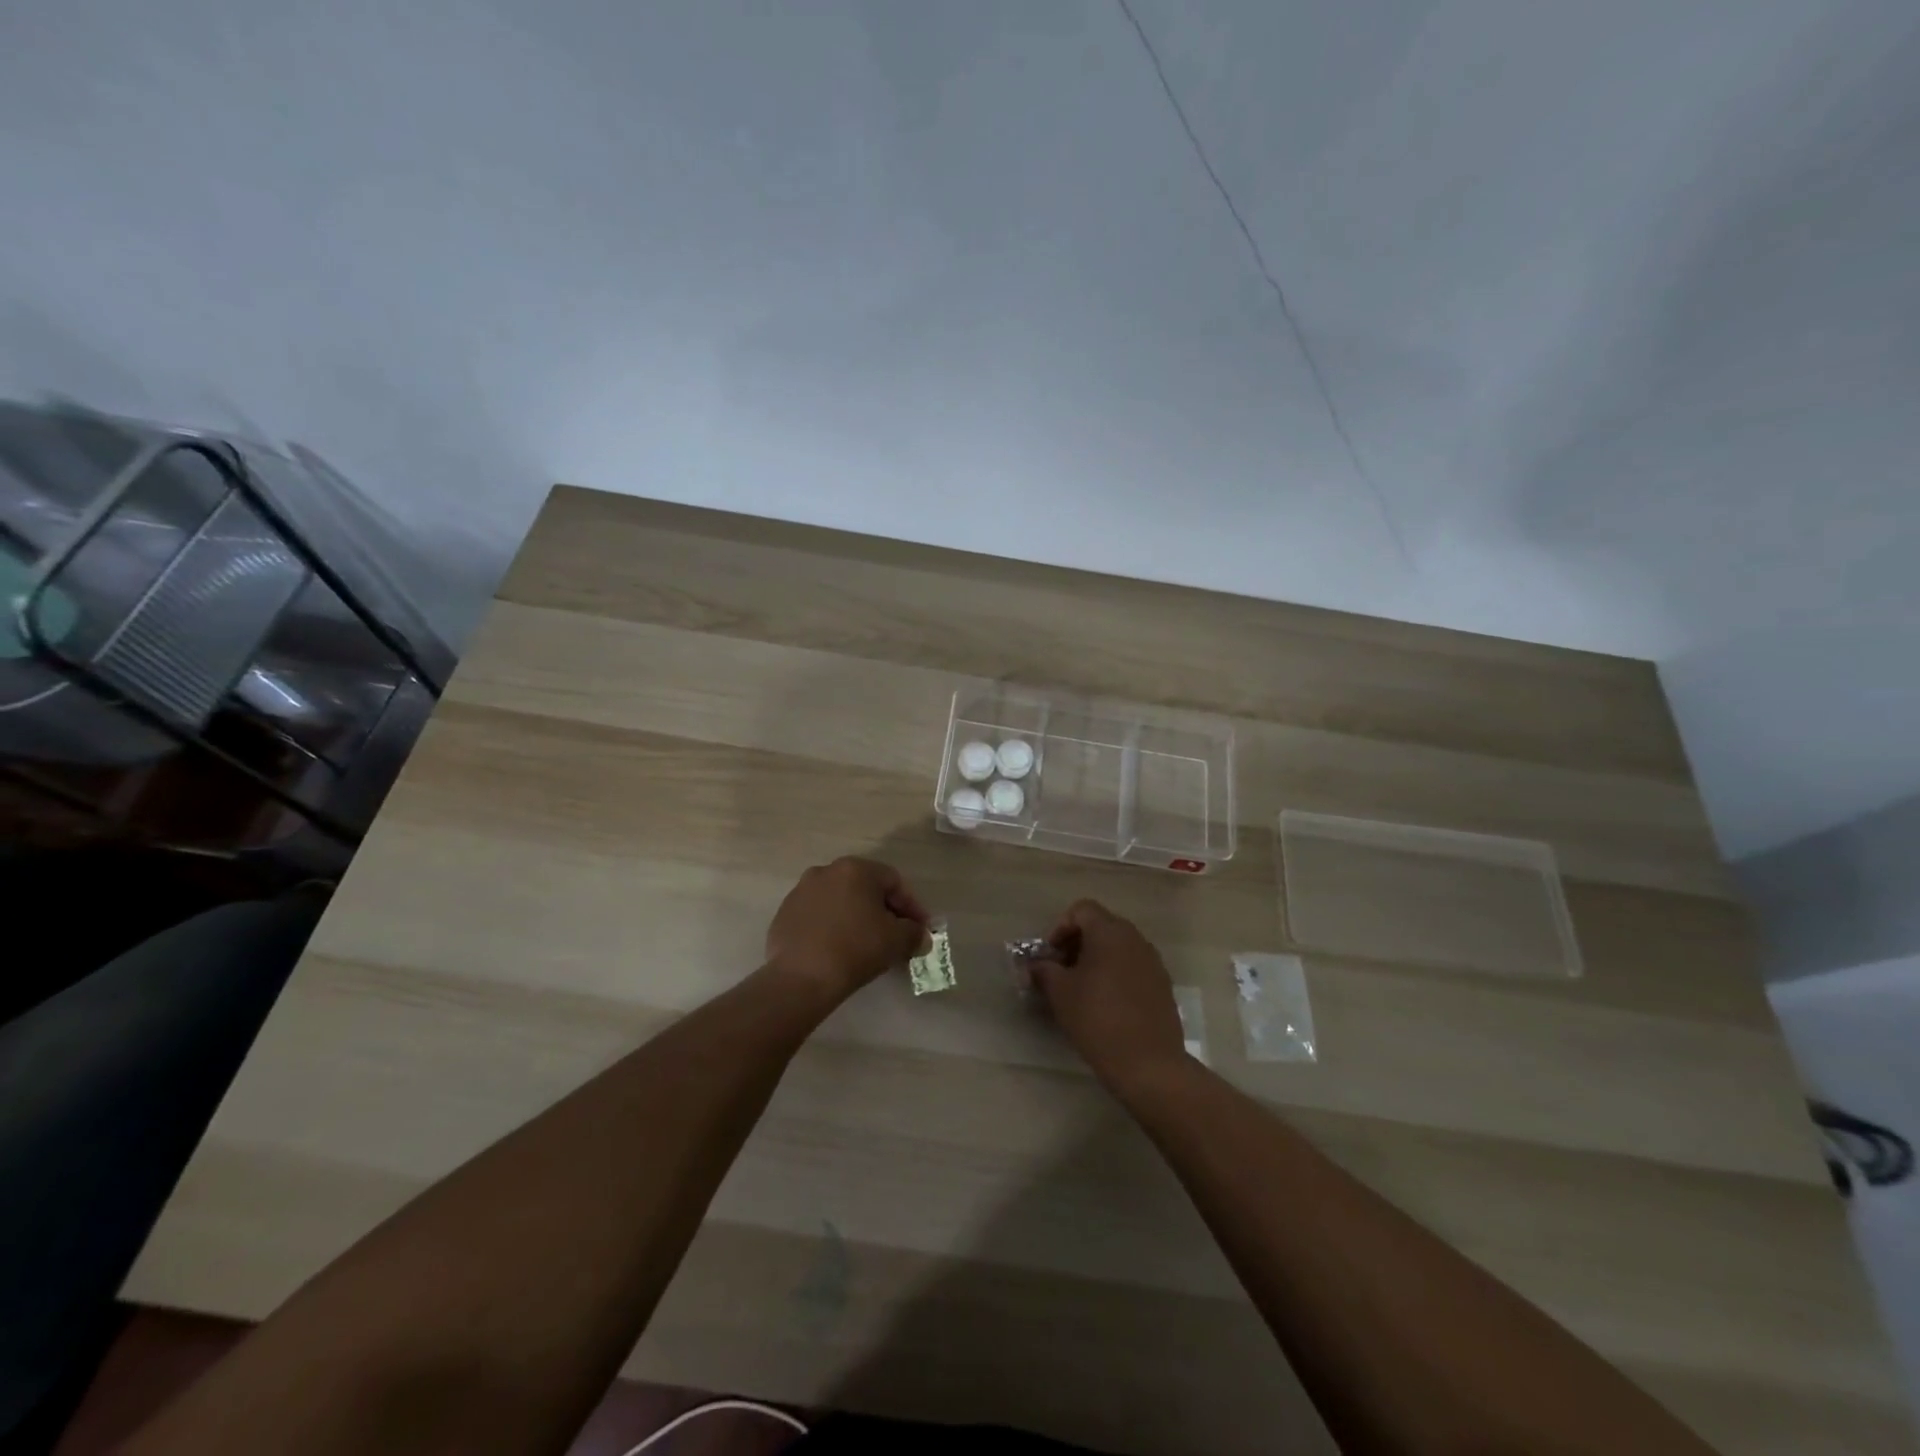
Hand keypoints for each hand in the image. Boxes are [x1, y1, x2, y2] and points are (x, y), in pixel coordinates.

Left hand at [765, 856, 931, 1005]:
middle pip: (865, 888)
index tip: (920, 930)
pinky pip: (818, 917)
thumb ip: (914, 933)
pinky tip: (838, 950)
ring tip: (867, 945)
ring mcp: (801, 892)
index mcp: (855, 869)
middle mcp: (826, 871)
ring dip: (857, 918)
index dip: (912, 906)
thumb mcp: (896, 940)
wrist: (800, 978)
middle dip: (884, 911)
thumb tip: (920, 937)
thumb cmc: (855, 949)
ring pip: (840, 901)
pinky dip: (833, 928)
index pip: (894, 882)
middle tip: (896, 936)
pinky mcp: (784, 914)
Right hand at [1032, 899, 1189, 1090]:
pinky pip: (1133, 967)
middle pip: (1100, 926)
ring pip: (1118, 948)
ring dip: (1096, 960)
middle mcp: (1135, 938)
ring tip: (1080, 990)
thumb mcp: (1060, 993)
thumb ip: (1043, 971)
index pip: (1081, 910)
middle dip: (1076, 944)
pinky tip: (1105, 1004)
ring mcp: (1153, 961)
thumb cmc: (1098, 1018)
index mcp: (1109, 931)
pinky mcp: (1163, 985)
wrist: (1149, 1063)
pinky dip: (1115, 975)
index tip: (1049, 956)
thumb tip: (1034, 965)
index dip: (1060, 928)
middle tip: (1060, 972)